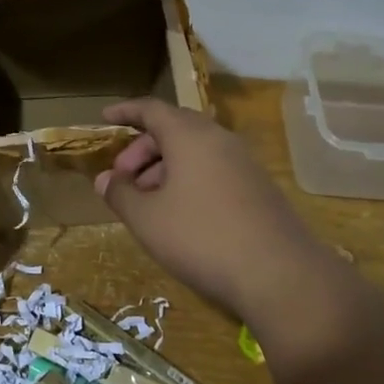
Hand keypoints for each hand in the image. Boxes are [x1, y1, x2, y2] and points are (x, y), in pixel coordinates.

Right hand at [94, 99, 350, 319]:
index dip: (126, 112)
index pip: (151, 109)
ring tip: (147, 202)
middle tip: (122, 178)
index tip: (104, 118)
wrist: (280, 274)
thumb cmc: (201, 237)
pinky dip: (189, 180)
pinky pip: (214, 170)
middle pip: (174, 129)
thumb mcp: (147, 219)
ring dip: (164, 168)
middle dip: (142, 149)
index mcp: (189, 135)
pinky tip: (180, 215)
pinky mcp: (259, 188)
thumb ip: (120, 194)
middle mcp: (219, 139)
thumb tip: (104, 179)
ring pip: (195, 152)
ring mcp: (244, 163)